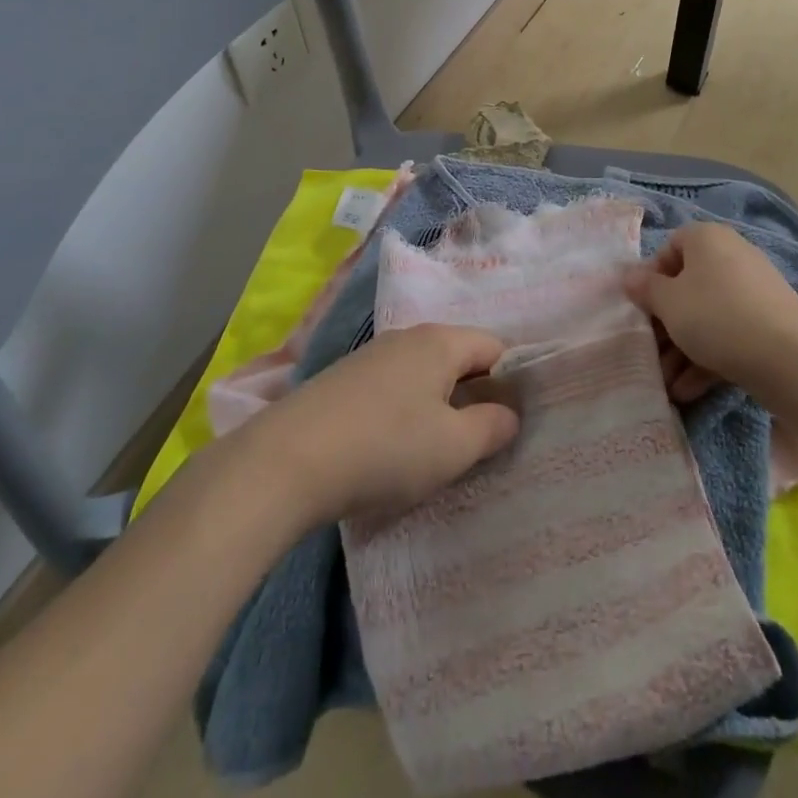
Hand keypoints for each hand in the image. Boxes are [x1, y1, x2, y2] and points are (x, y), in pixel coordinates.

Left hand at [248, 325, 519, 524]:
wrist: (286, 461)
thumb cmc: (385, 448)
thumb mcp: (453, 447)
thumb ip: (492, 427)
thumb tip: (509, 414)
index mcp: (440, 341)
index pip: (494, 347)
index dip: (511, 382)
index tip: (511, 424)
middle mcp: (407, 337)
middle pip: (458, 358)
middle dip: (474, 396)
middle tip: (478, 443)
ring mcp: (371, 356)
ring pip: (423, 374)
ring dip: (437, 407)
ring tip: (434, 452)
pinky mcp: (343, 380)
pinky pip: (392, 388)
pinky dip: (404, 412)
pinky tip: (391, 449)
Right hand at [622, 223, 797, 401]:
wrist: (789, 357)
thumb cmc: (716, 316)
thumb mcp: (668, 303)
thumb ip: (645, 289)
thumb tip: (629, 276)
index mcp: (707, 239)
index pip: (670, 247)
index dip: (651, 276)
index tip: (642, 306)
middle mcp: (732, 256)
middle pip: (687, 286)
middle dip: (665, 323)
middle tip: (651, 351)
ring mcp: (753, 291)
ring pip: (706, 316)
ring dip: (682, 349)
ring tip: (667, 383)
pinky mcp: (768, 324)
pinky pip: (728, 335)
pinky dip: (707, 358)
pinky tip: (688, 390)